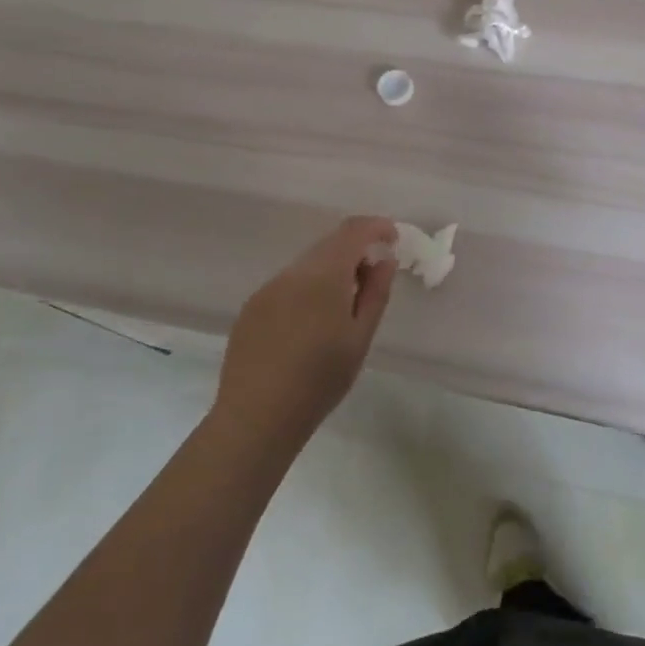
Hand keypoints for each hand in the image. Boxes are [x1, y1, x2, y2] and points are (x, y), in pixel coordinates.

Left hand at [214, 217, 398, 452]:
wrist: (255, 418)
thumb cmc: (319, 381)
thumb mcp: (359, 338)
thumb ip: (375, 292)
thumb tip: (384, 259)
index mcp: (323, 276)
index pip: (353, 230)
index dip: (376, 227)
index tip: (393, 240)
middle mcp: (292, 273)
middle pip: (329, 244)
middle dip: (354, 251)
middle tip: (372, 278)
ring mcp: (267, 289)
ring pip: (307, 265)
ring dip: (330, 271)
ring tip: (341, 307)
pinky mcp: (251, 307)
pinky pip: (287, 284)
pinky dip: (307, 289)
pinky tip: (309, 325)